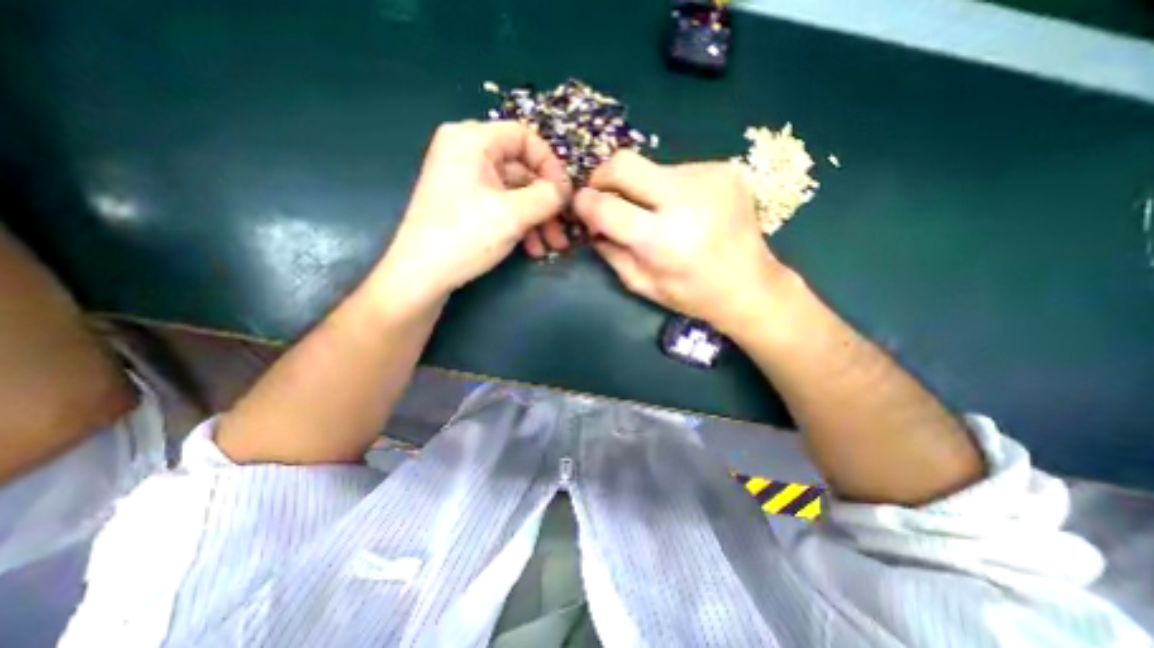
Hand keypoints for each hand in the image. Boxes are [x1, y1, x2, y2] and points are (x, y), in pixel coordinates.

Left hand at [374, 123, 571, 307]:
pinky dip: (520, 224)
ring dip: (537, 219)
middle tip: (563, 228)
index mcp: (472, 140)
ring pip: (514, 192)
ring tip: (552, 246)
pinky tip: (533, 248)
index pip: (525, 137)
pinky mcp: (465, 203)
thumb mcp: (513, 215)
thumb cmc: (465, 237)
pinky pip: (501, 205)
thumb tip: (565, 191)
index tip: (566, 195)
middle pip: (522, 169)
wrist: (421, 276)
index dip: (551, 165)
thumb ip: (547, 197)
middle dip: (546, 202)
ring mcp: (465, 180)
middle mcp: (466, 153)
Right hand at [572, 149, 789, 333]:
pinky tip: (681, 209)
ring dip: (640, 187)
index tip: (581, 207)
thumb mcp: (642, 284)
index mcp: (662, 240)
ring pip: (650, 166)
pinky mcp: (723, 168)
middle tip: (603, 195)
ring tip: (653, 212)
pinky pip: (676, 170)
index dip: (585, 203)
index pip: (605, 206)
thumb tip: (589, 223)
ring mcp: (708, 177)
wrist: (751, 285)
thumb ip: (610, 251)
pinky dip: (666, 188)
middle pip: (623, 163)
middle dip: (602, 177)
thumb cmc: (692, 294)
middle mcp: (685, 199)